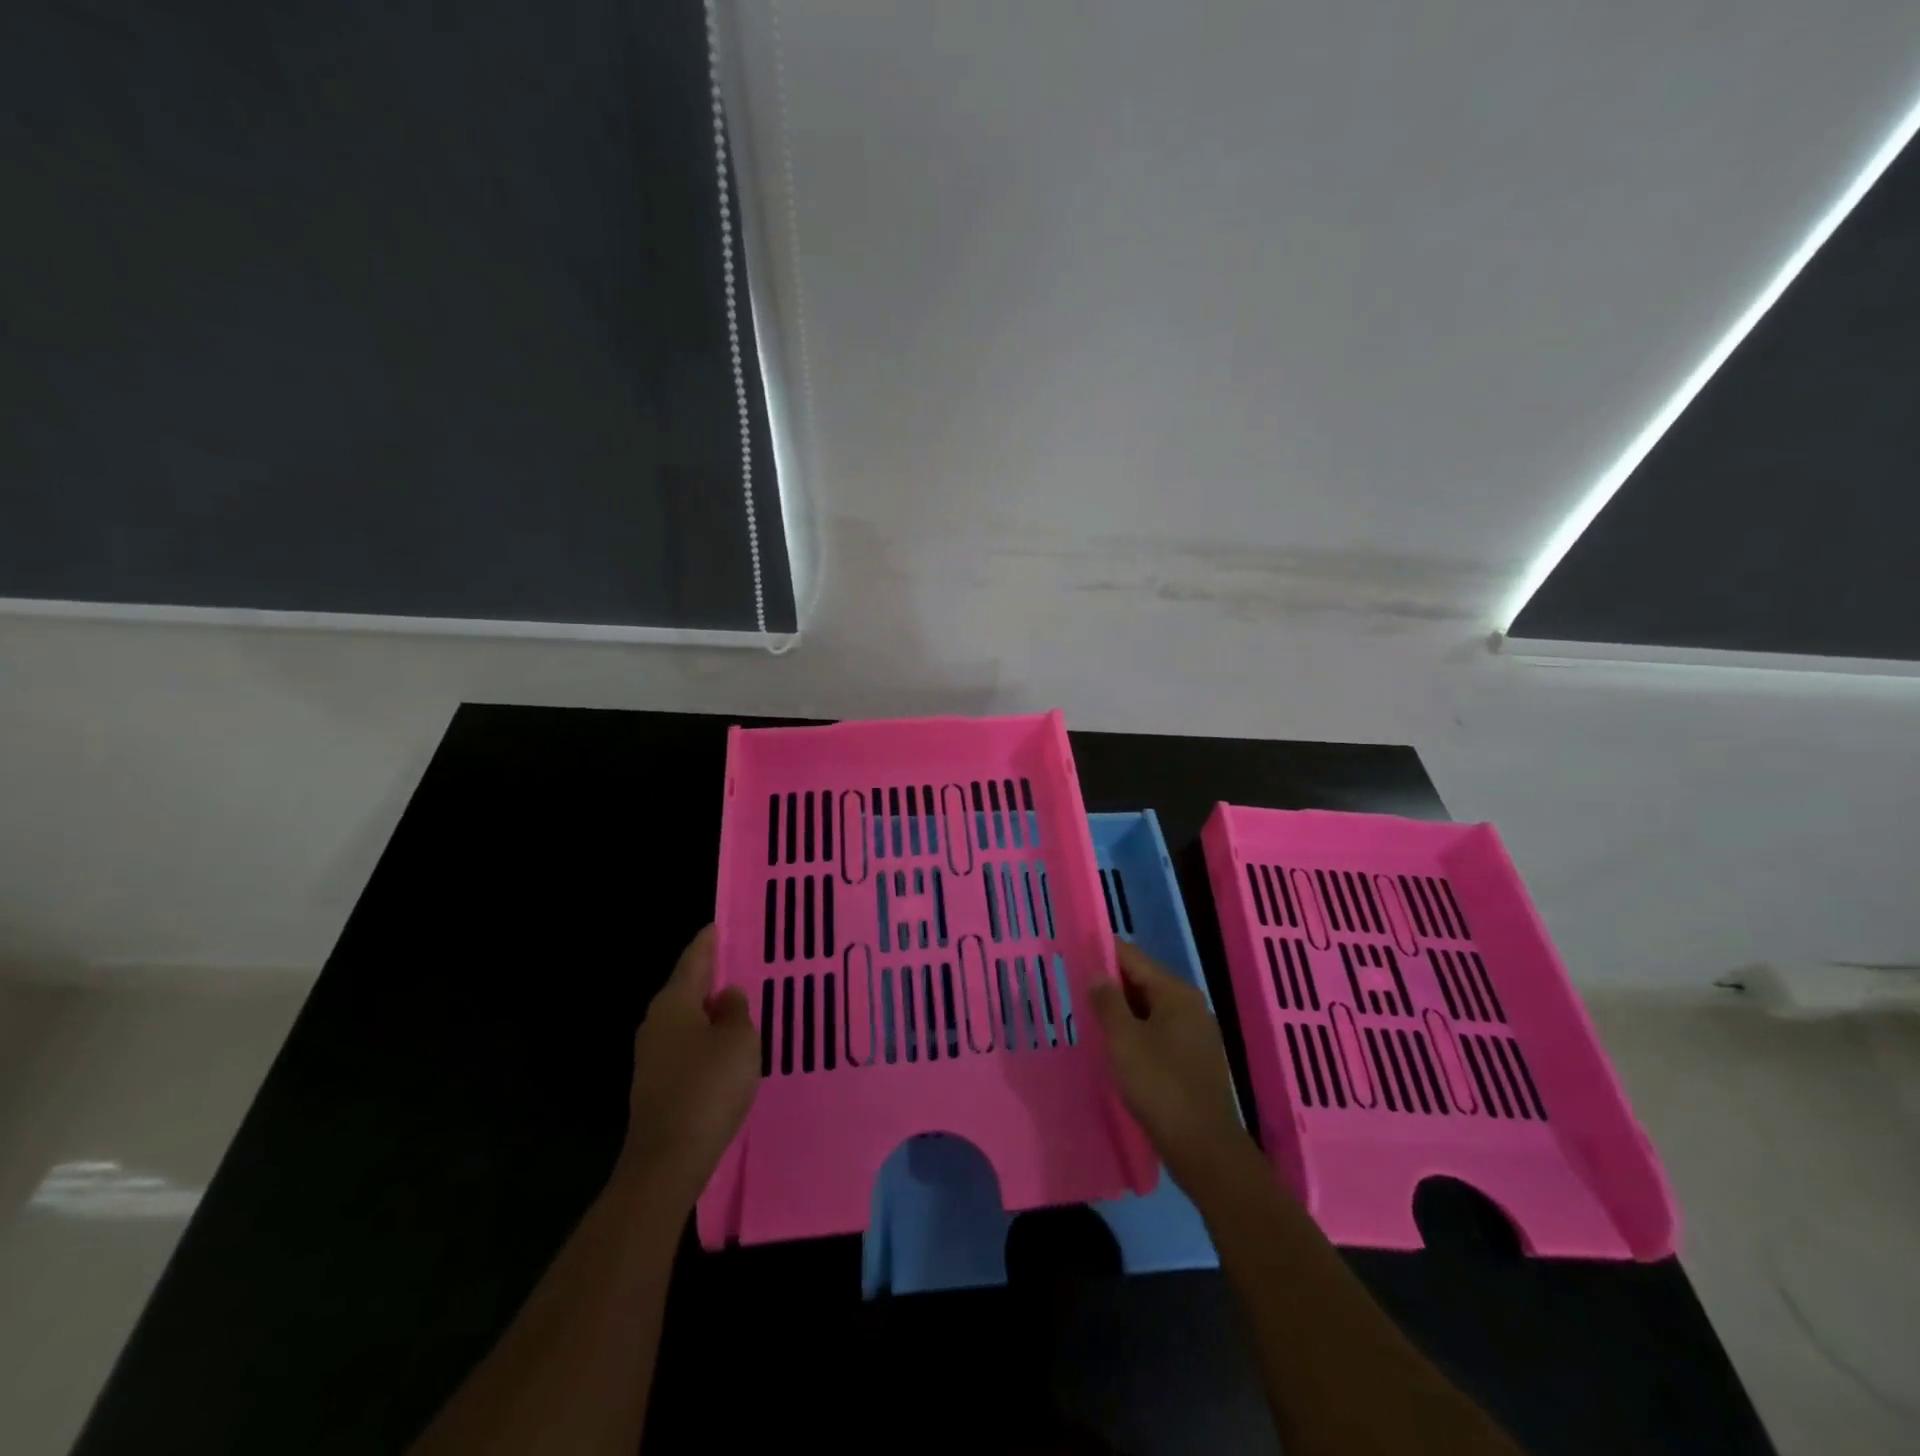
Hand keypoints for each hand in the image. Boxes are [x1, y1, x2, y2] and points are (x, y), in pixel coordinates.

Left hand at [619, 926, 760, 1205]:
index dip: (709, 941)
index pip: (694, 959)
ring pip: (687, 1020)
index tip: (720, 924)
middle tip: (740, 962)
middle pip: (687, 988)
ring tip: (741, 1004)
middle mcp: (657, 1023)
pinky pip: (687, 1047)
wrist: (667, 1159)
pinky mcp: (657, 1084)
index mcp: (674, 1003)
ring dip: (710, 1011)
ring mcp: (653, 1056)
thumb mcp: (738, 1040)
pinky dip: (706, 1039)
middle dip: (711, 976)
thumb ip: (736, 1010)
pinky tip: (727, 1048)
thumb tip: (726, 996)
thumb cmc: (708, 1087)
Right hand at [1090, 939, 1248, 1189]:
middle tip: (1075, 985)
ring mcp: (1196, 1033)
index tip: (1075, 951)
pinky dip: (1137, 1031)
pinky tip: (1116, 1045)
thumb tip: (1098, 973)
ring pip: (1151, 1008)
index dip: (1103, 952)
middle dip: (1111, 983)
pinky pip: (1159, 1031)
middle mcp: (1190, 1005)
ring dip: (1122, 1010)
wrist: (1204, 1147)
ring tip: (1089, 1014)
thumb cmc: (1160, 1085)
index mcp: (1175, 993)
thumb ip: (1107, 1002)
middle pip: (1143, 981)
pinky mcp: (1194, 1059)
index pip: (1133, 958)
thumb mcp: (1124, 1040)